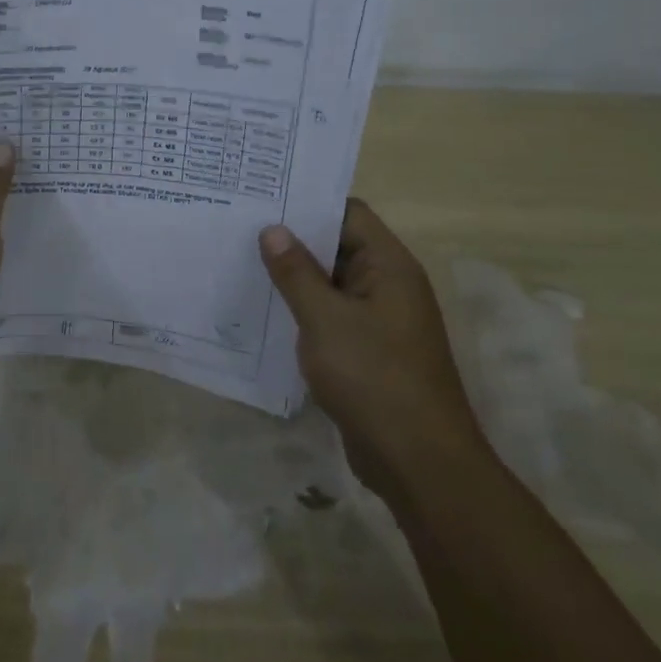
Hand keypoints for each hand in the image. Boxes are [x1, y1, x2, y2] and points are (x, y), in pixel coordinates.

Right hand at [259, 199, 483, 482]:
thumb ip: (296, 273)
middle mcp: (388, 285)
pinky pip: (332, 316)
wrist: (419, 464)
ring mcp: (380, 320)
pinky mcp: (369, 350)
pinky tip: (266, 311)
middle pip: (338, 245)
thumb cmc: (374, 378)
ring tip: (243, 262)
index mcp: (389, 266)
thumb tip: (273, 230)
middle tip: (241, 226)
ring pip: (331, 283)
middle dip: (293, 239)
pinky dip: (304, 310)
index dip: (308, 202)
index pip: (348, 213)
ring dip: (295, 277)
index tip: (263, 197)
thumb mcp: (325, 320)